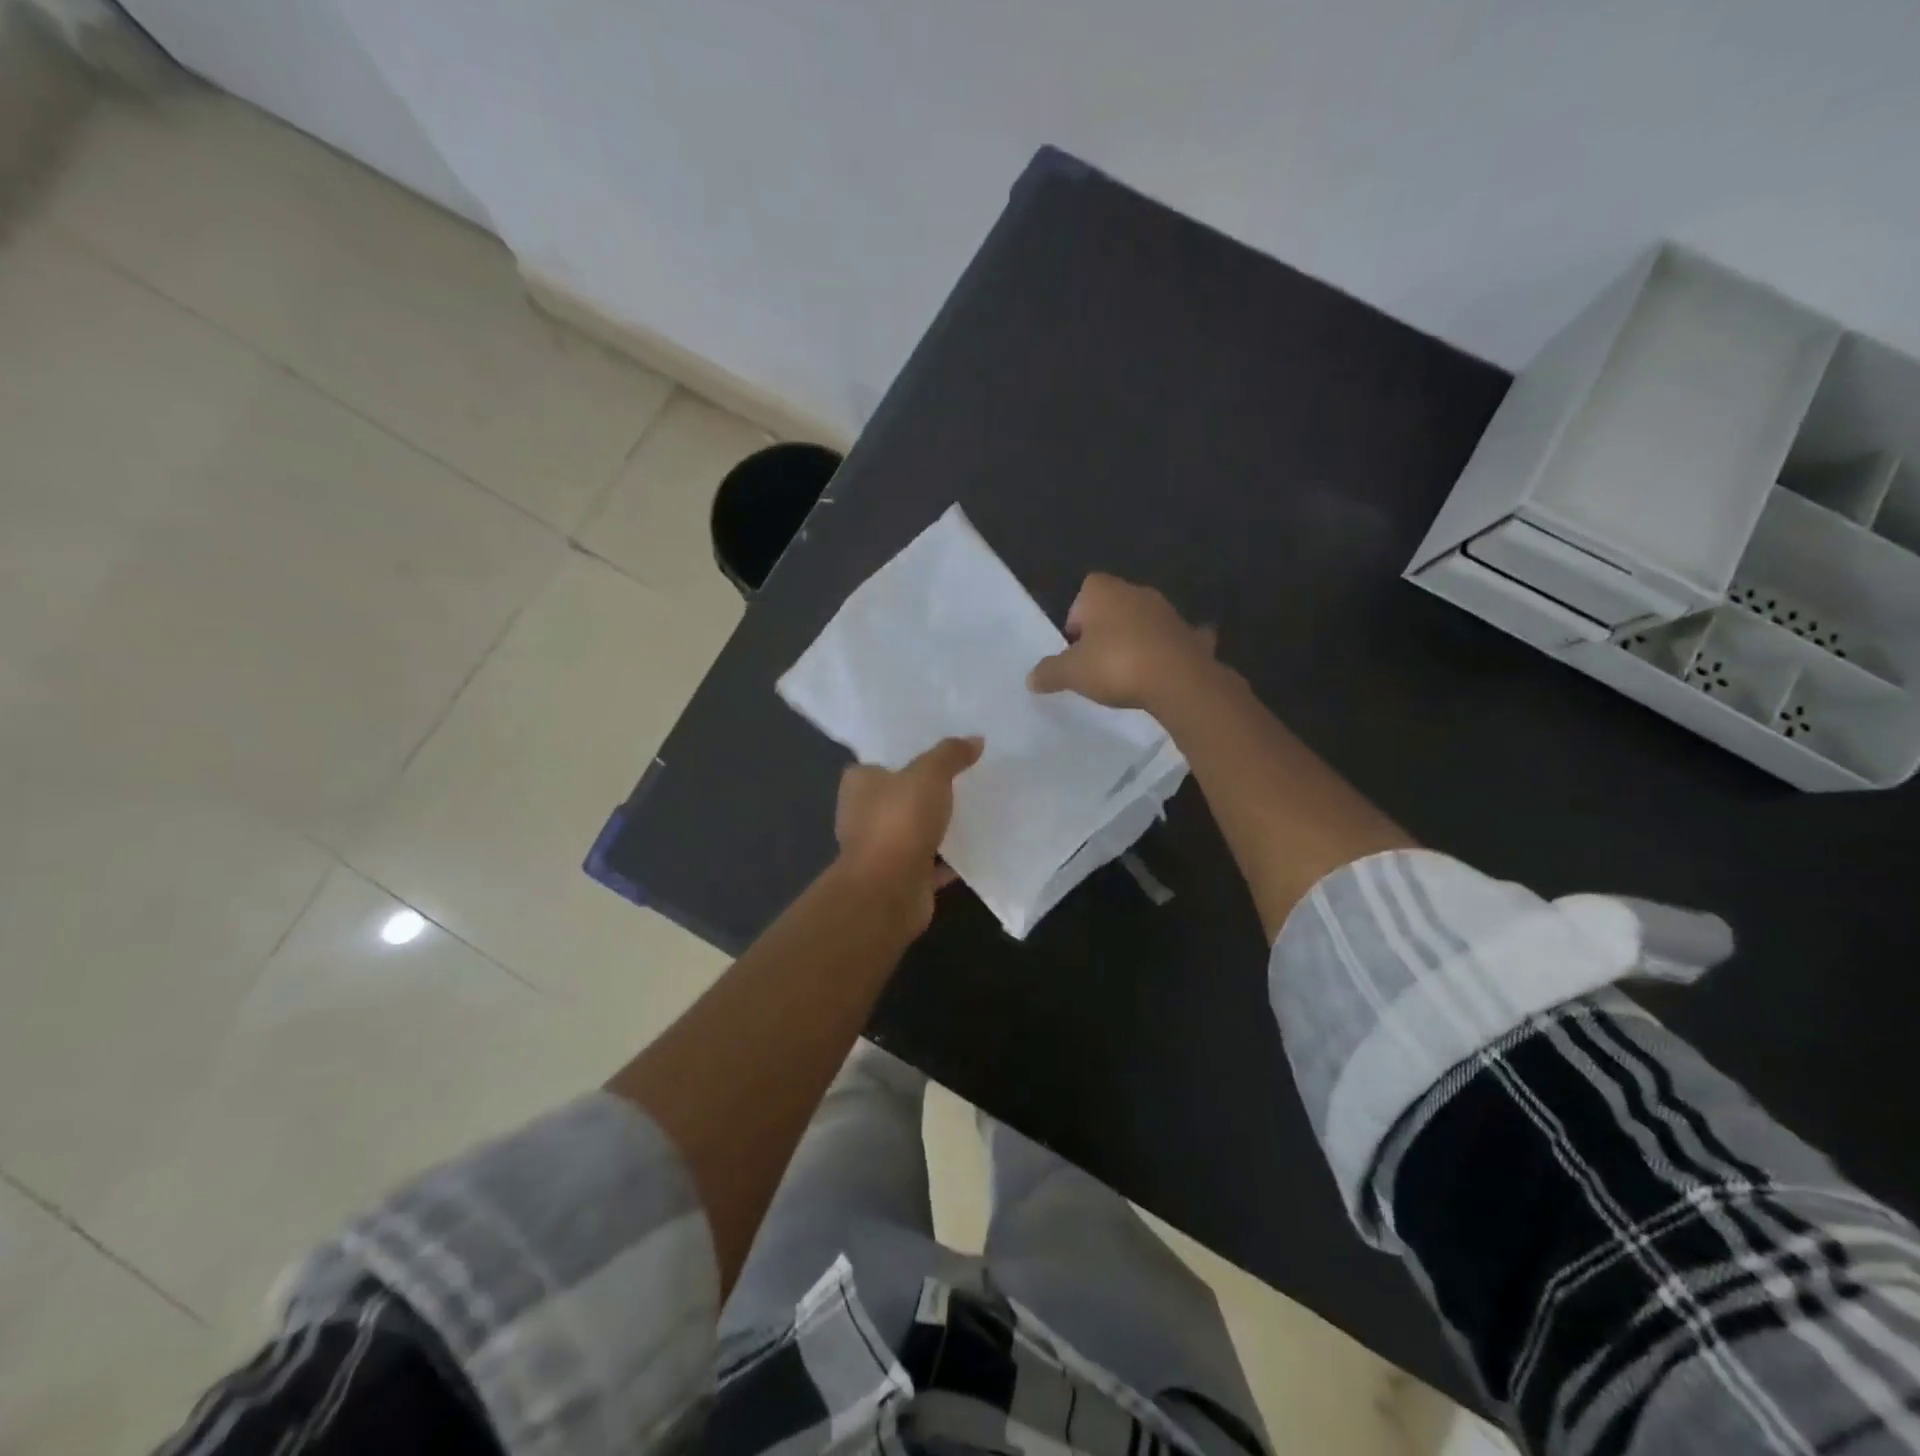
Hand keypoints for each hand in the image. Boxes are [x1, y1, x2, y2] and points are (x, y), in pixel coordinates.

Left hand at [833, 735, 984, 929]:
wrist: (889, 890)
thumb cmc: (899, 822)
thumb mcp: (929, 775)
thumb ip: (950, 755)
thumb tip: (975, 740)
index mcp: (858, 785)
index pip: (877, 763)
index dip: (902, 757)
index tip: (933, 753)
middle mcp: (863, 816)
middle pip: (898, 797)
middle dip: (924, 792)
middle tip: (961, 777)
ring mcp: (881, 849)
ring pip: (913, 830)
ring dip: (936, 825)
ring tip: (973, 809)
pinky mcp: (900, 878)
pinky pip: (929, 861)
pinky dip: (948, 857)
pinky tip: (976, 847)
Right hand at [1027, 573, 1216, 710]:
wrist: (1178, 680)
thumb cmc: (1116, 665)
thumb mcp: (1072, 673)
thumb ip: (1049, 672)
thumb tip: (1031, 678)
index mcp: (1105, 592)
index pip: (1085, 590)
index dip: (1077, 616)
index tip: (1074, 645)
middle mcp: (1138, 593)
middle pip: (1115, 605)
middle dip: (1105, 629)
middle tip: (1095, 661)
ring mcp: (1168, 613)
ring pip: (1144, 621)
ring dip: (1135, 639)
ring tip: (1125, 672)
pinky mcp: (1190, 636)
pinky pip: (1173, 641)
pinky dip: (1168, 652)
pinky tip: (1164, 672)